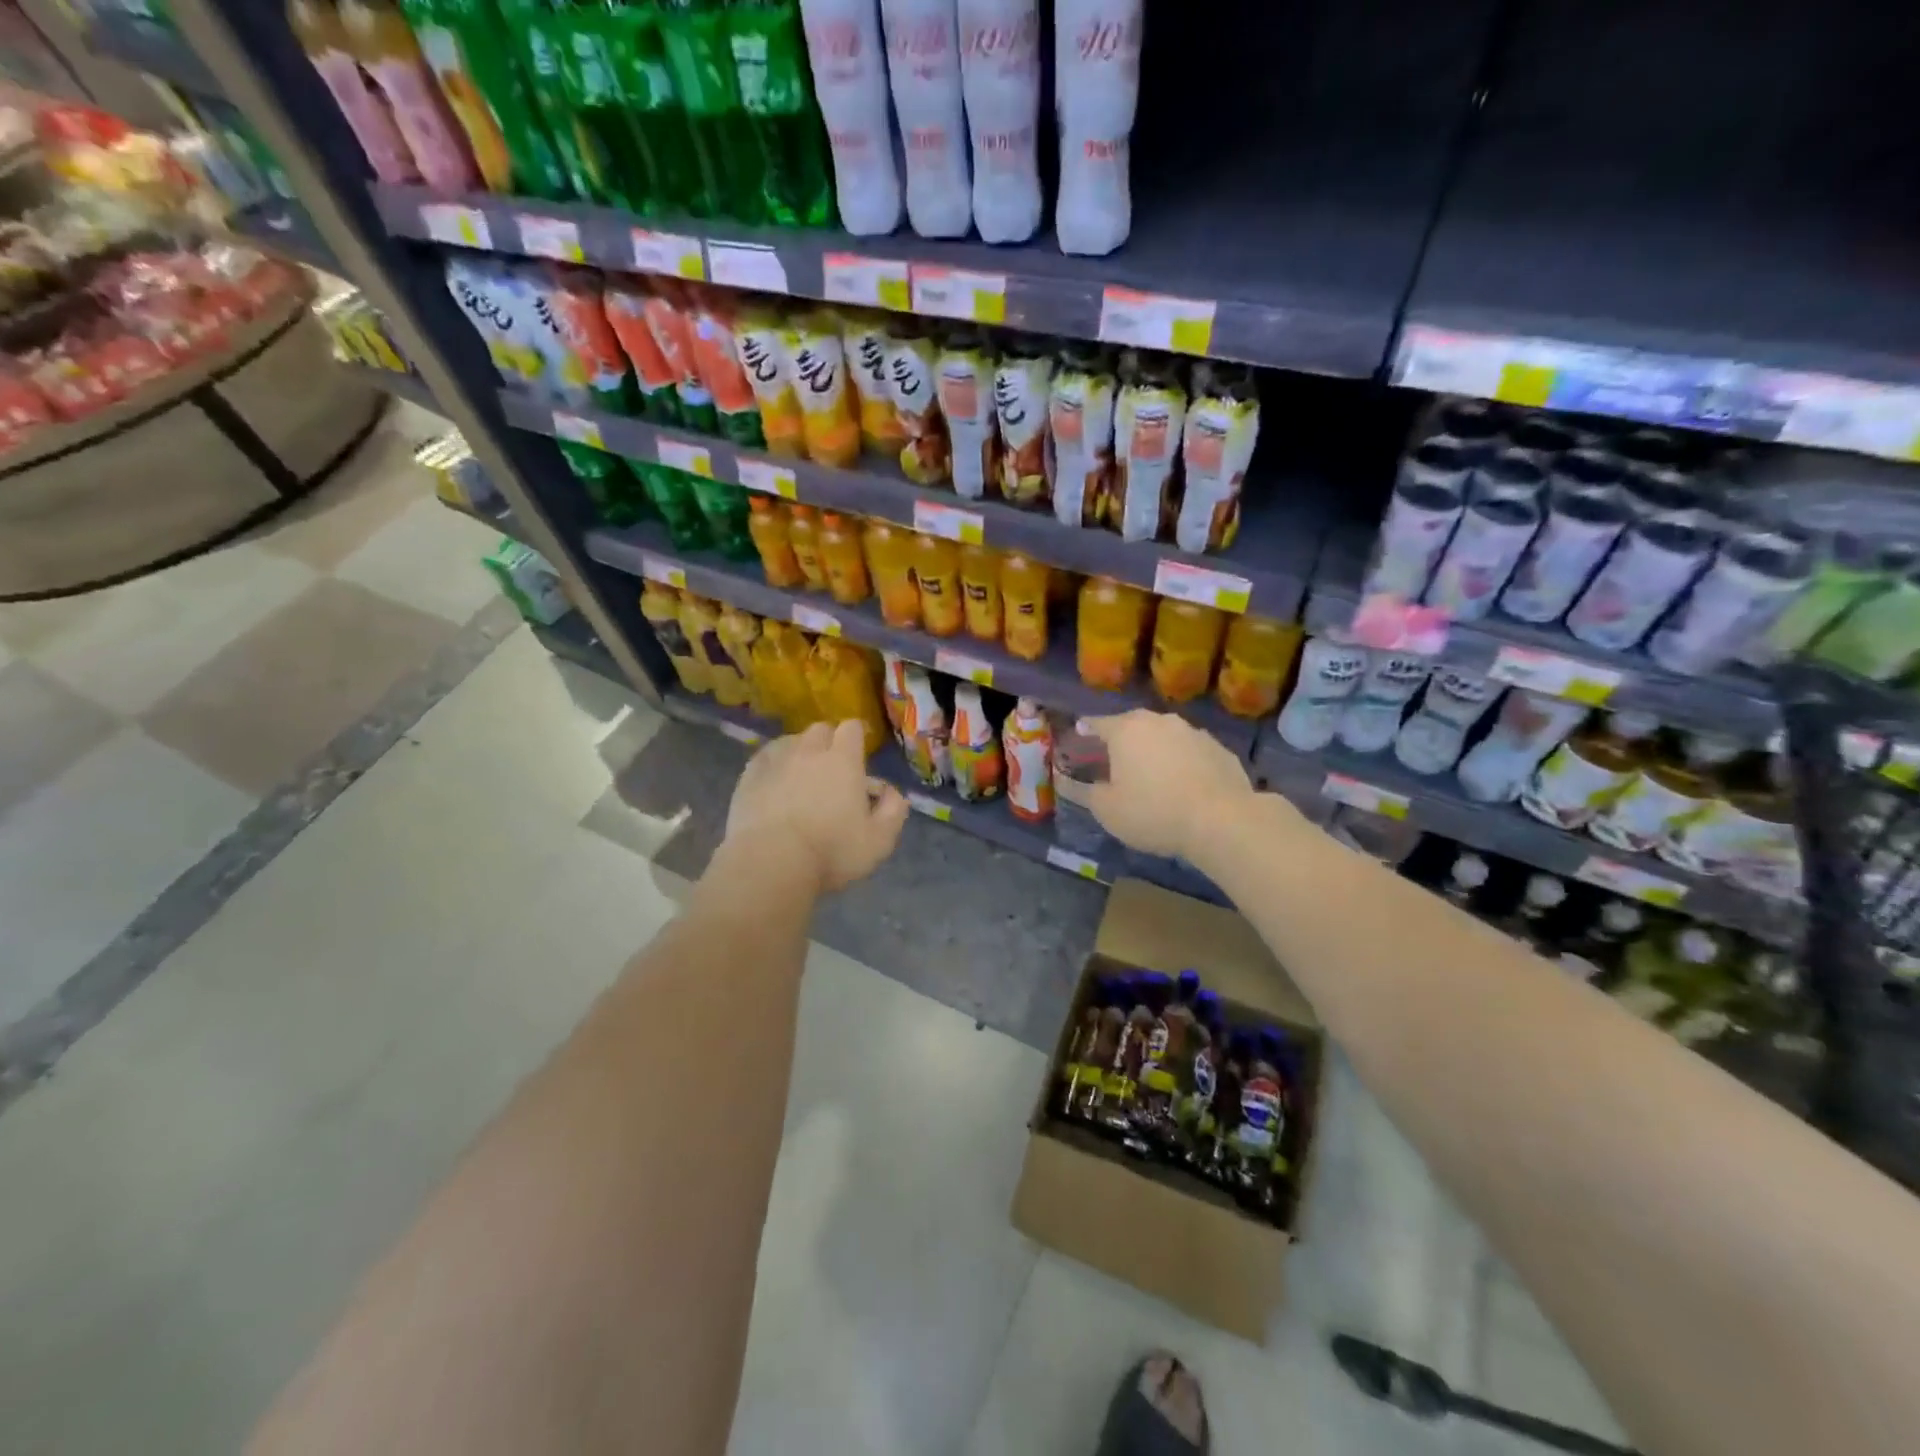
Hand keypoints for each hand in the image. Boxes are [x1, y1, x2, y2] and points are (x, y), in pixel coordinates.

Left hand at [724, 720, 908, 891]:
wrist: (769, 863)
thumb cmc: (831, 851)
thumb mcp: (879, 841)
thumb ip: (893, 811)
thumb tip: (894, 793)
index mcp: (843, 760)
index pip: (852, 728)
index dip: (857, 736)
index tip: (859, 754)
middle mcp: (809, 751)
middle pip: (821, 729)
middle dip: (829, 741)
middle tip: (832, 768)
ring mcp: (775, 761)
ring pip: (791, 741)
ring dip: (800, 751)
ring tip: (802, 774)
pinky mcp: (749, 776)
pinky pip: (765, 758)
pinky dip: (774, 763)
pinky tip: (774, 781)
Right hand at [1058, 710, 1254, 860]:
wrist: (1222, 821)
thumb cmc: (1153, 812)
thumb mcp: (1107, 810)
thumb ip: (1086, 792)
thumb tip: (1077, 782)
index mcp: (1126, 730)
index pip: (1097, 723)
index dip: (1086, 732)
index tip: (1079, 738)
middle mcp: (1160, 721)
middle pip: (1133, 725)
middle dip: (1122, 740)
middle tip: (1115, 760)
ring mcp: (1194, 732)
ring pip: (1165, 736)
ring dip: (1155, 750)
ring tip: (1152, 774)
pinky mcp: (1220, 749)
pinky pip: (1191, 752)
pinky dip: (1183, 763)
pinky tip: (1184, 785)